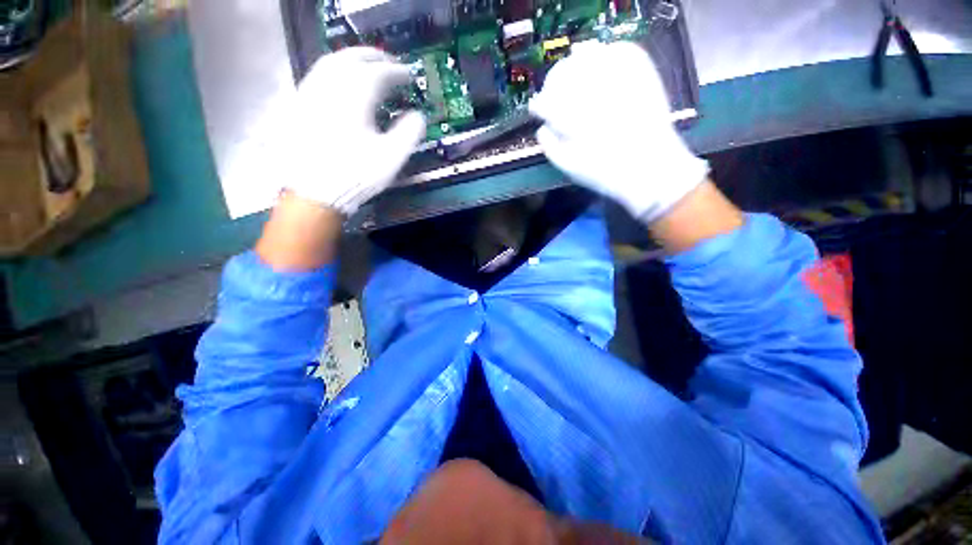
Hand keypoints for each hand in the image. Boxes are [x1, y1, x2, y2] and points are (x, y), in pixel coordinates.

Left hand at [268, 47, 425, 215]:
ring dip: (353, 60)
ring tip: (368, 69)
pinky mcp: (300, 104)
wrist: (316, 190)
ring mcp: (312, 93)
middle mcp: (331, 86)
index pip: (380, 74)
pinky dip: (335, 72)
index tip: (409, 77)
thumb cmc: (357, 174)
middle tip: (390, 65)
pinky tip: (342, 82)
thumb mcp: (392, 157)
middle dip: (375, 58)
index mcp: (356, 97)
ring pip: (332, 62)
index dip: (398, 73)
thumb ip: (409, 132)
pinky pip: (318, 76)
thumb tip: (418, 116)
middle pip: (353, 58)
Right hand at [529, 42, 707, 222]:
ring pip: (591, 56)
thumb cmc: (604, 173)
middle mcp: (593, 94)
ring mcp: (620, 81)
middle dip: (553, 80)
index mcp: (573, 118)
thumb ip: (550, 147)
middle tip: (551, 88)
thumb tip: (542, 129)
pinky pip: (623, 51)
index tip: (536, 108)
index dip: (539, 104)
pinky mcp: (642, 76)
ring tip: (573, 67)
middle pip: (565, 73)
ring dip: (577, 61)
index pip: (547, 102)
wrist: (649, 168)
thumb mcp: (569, 167)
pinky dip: (609, 51)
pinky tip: (602, 57)